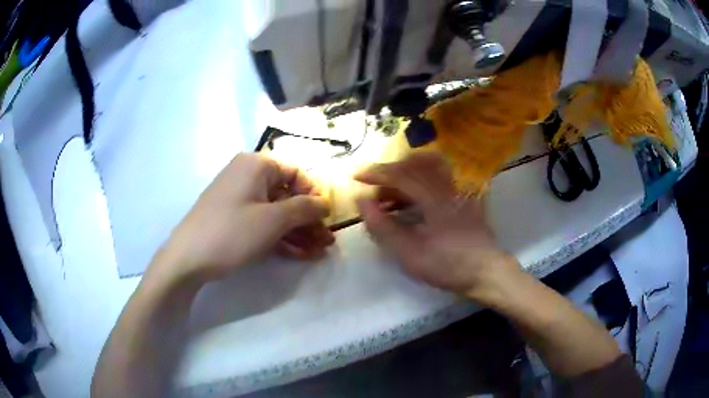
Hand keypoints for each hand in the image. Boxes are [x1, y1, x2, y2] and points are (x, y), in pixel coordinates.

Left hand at [153, 153, 333, 283]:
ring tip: (319, 251)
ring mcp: (239, 198)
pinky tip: (300, 254)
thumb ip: (304, 208)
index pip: (296, 172)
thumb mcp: (273, 220)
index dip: (315, 195)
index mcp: (256, 165)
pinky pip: (263, 222)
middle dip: (309, 219)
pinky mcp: (233, 218)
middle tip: (327, 241)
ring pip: (277, 211)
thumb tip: (325, 203)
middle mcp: (247, 175)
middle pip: (288, 194)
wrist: (188, 259)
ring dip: (299, 231)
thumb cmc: (232, 232)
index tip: (328, 218)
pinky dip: (281, 236)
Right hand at [355, 152, 519, 299]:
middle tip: (375, 190)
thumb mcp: (408, 252)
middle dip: (390, 172)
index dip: (375, 173)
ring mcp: (458, 190)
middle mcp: (447, 185)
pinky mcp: (464, 197)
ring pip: (428, 168)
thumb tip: (362, 201)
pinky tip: (412, 201)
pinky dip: (420, 182)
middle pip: (415, 164)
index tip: (356, 176)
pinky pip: (439, 178)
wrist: (485, 272)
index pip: (400, 174)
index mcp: (434, 197)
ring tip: (391, 196)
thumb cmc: (446, 265)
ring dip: (406, 175)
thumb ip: (382, 226)